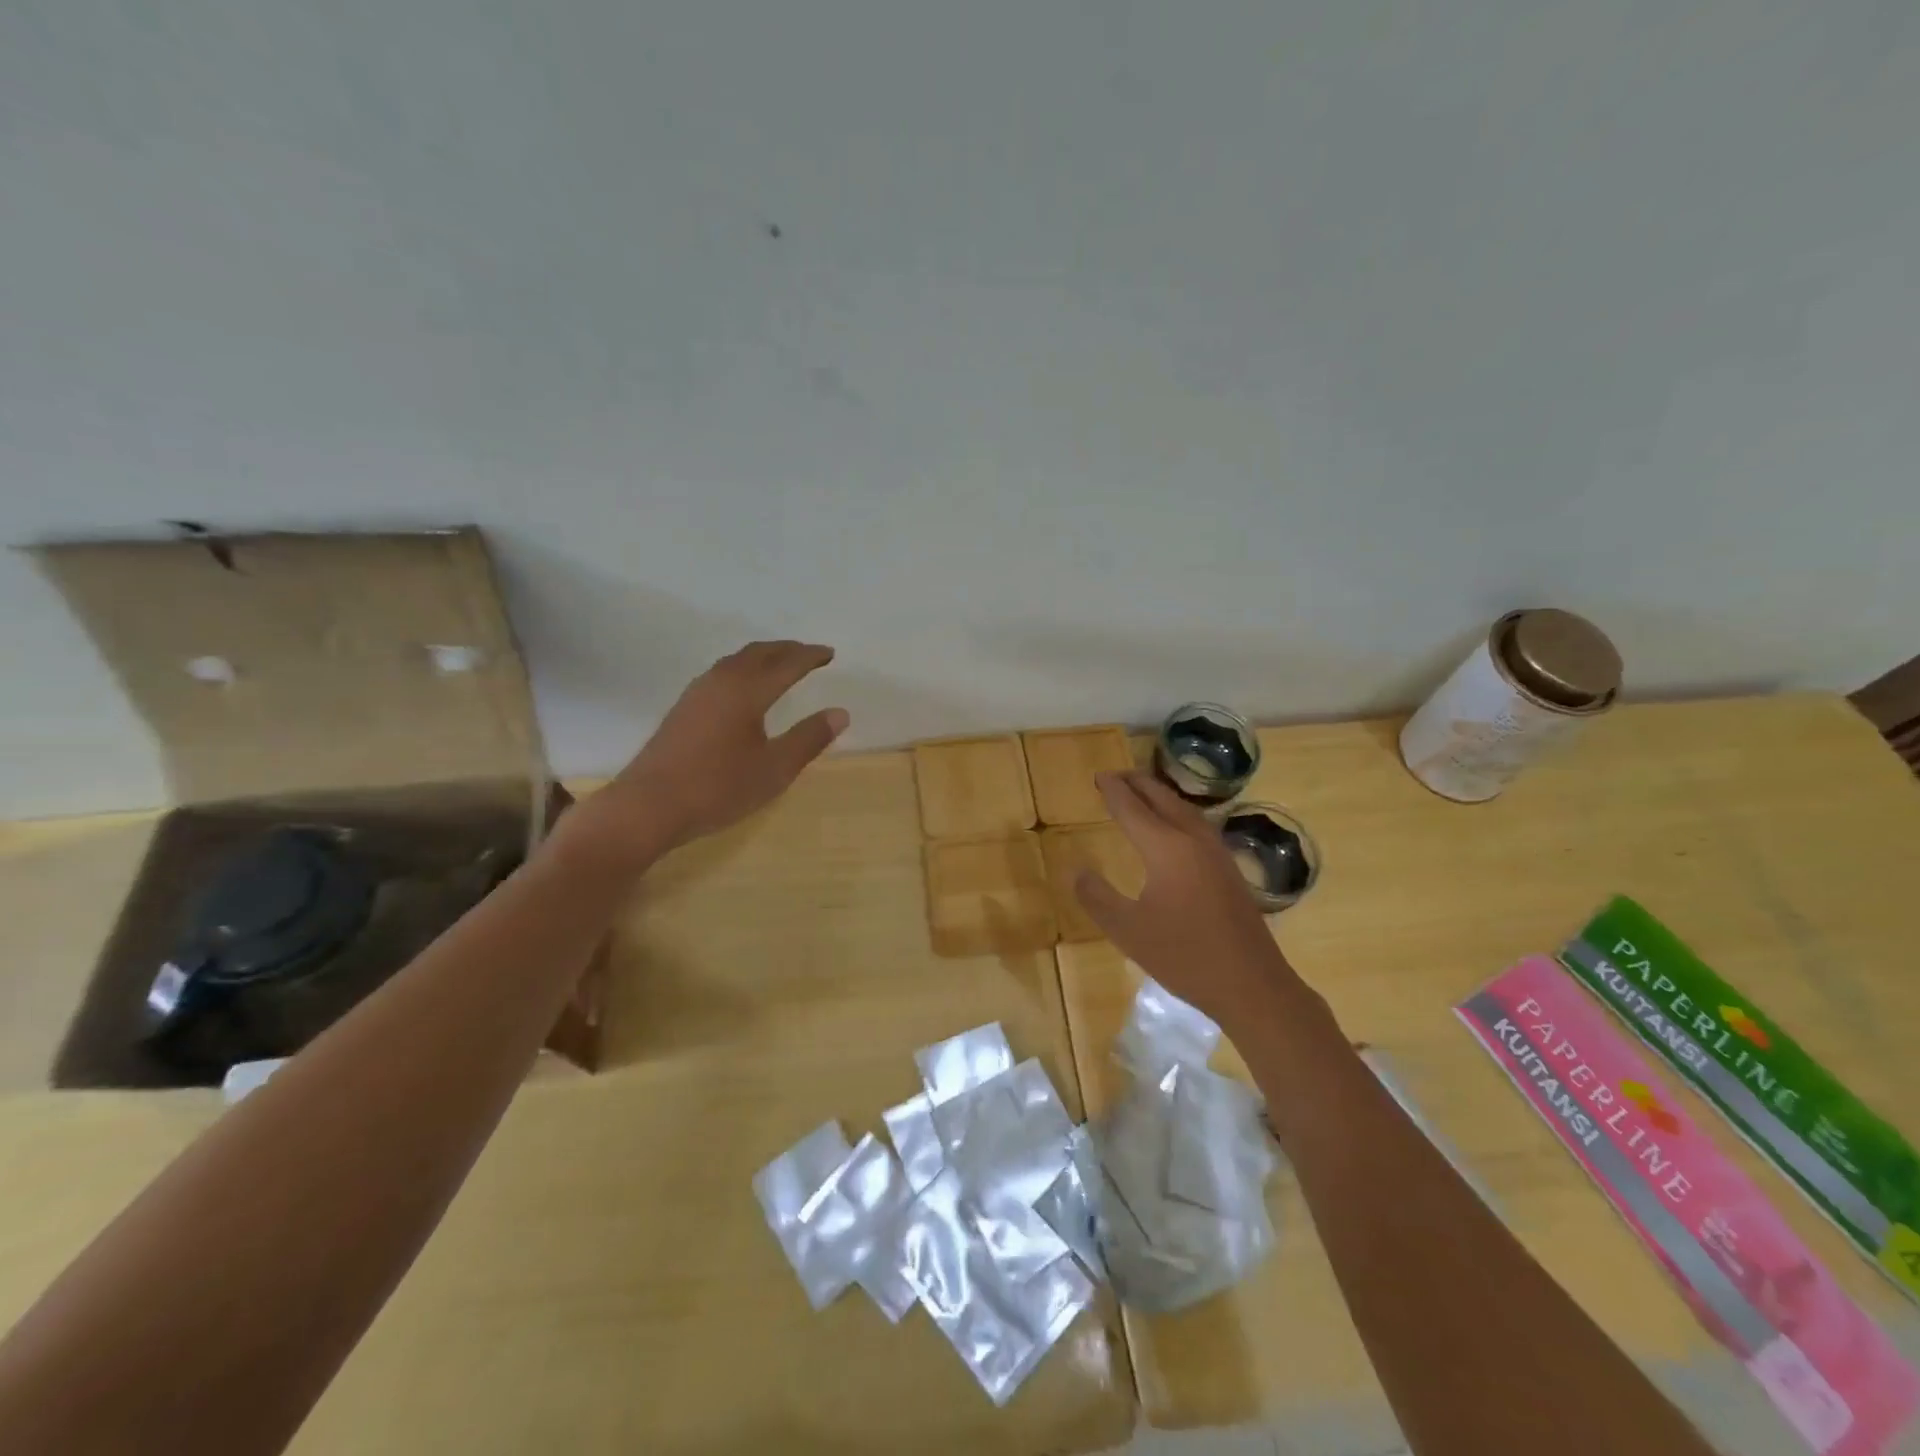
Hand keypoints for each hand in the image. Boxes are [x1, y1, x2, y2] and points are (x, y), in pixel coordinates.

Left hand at [575, 641, 848, 862]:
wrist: (648, 806)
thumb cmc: (718, 787)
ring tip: (780, 664)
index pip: (786, 664)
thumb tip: (840, 713)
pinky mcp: (683, 708)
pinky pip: (721, 673)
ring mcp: (697, 693)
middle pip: (758, 654)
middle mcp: (721, 681)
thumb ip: (809, 738)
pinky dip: (743, 669)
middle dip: (786, 650)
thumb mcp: (774, 769)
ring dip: (763, 657)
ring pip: (736, 661)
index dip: (810, 657)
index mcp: (747, 691)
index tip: (830, 653)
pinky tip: (742, 687)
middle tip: (809, 653)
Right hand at [1074, 771, 1299, 1032]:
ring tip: (1140, 792)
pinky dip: (1177, 813)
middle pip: (1162, 799)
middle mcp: (1193, 840)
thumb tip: (1076, 869)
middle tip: (1115, 776)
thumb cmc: (1184, 957)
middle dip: (1137, 784)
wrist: (1252, 985)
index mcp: (1167, 848)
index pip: (1133, 809)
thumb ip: (1097, 897)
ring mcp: (1217, 853)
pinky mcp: (1229, 869)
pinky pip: (1197, 824)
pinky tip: (1174, 828)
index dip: (1114, 791)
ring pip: (1184, 809)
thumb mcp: (1127, 931)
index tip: (1098, 777)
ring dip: (1159, 795)